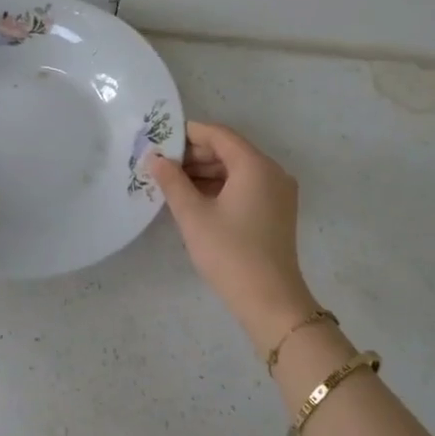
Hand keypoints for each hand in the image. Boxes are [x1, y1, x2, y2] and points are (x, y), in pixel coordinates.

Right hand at [146, 121, 317, 350]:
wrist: (270, 300)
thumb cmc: (229, 252)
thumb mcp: (193, 215)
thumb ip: (172, 181)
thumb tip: (155, 159)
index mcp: (255, 165)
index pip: (218, 134)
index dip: (187, 135)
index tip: (159, 143)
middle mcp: (272, 171)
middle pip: (229, 150)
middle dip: (195, 155)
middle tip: (162, 167)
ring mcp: (278, 192)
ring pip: (237, 169)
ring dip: (206, 172)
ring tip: (173, 184)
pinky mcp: (277, 211)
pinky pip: (246, 186)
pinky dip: (221, 187)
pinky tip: (196, 200)